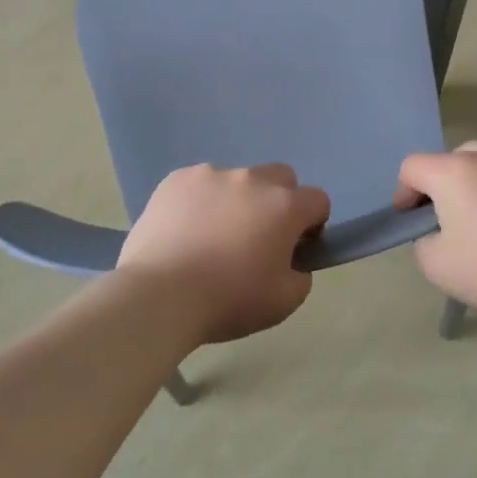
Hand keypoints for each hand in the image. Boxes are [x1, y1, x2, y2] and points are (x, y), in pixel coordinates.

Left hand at [117, 164, 328, 343]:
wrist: (159, 295)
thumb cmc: (228, 300)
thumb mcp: (284, 303)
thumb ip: (301, 276)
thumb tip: (292, 262)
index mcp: (284, 205)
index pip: (317, 200)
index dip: (312, 224)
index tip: (295, 248)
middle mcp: (251, 179)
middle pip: (280, 178)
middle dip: (278, 201)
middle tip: (258, 237)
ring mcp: (211, 174)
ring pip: (237, 180)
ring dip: (236, 200)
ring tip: (212, 236)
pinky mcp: (176, 179)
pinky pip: (200, 184)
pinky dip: (200, 201)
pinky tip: (184, 231)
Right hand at [394, 130, 476, 321]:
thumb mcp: (435, 265)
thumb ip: (422, 241)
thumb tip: (434, 230)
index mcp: (451, 173)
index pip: (412, 167)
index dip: (404, 192)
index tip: (412, 219)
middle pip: (448, 158)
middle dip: (439, 183)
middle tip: (445, 216)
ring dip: (471, 166)